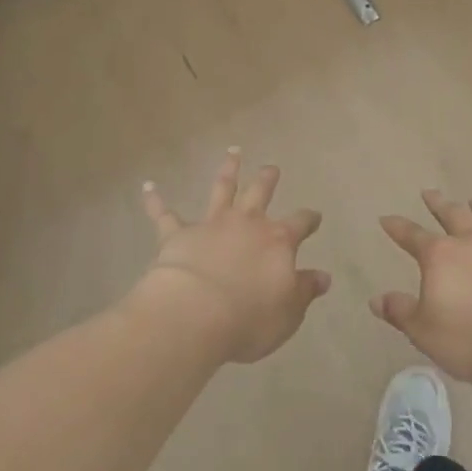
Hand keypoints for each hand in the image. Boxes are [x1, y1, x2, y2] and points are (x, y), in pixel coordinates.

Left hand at [128, 150, 330, 363]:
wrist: (195, 315)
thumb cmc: (249, 318)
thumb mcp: (288, 311)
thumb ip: (304, 290)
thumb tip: (323, 276)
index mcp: (277, 241)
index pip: (299, 224)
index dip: (309, 220)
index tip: (314, 217)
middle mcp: (246, 224)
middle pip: (260, 192)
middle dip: (267, 178)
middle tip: (271, 167)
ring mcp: (211, 224)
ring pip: (221, 189)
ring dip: (228, 169)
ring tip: (233, 152)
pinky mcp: (177, 234)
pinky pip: (164, 213)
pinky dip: (155, 200)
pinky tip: (148, 186)